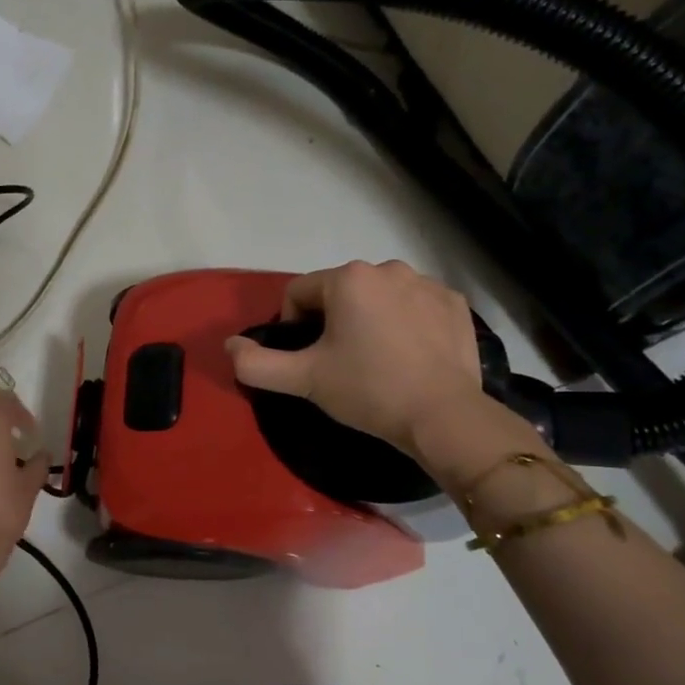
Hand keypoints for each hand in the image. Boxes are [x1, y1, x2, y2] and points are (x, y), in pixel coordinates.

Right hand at [225, 259, 496, 462]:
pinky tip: (411, 355)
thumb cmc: (368, 390)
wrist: (443, 416)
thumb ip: (257, 363)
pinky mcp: (455, 303)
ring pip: (379, 297)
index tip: (309, 360)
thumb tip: (230, 346)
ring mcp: (426, 283)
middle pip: (341, 293)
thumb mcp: (305, 380)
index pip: (299, 293)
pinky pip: (416, 305)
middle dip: (334, 322)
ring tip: (378, 360)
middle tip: (342, 363)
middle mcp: (387, 268)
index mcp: (348, 279)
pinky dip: (407, 323)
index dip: (294, 327)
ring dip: (370, 319)